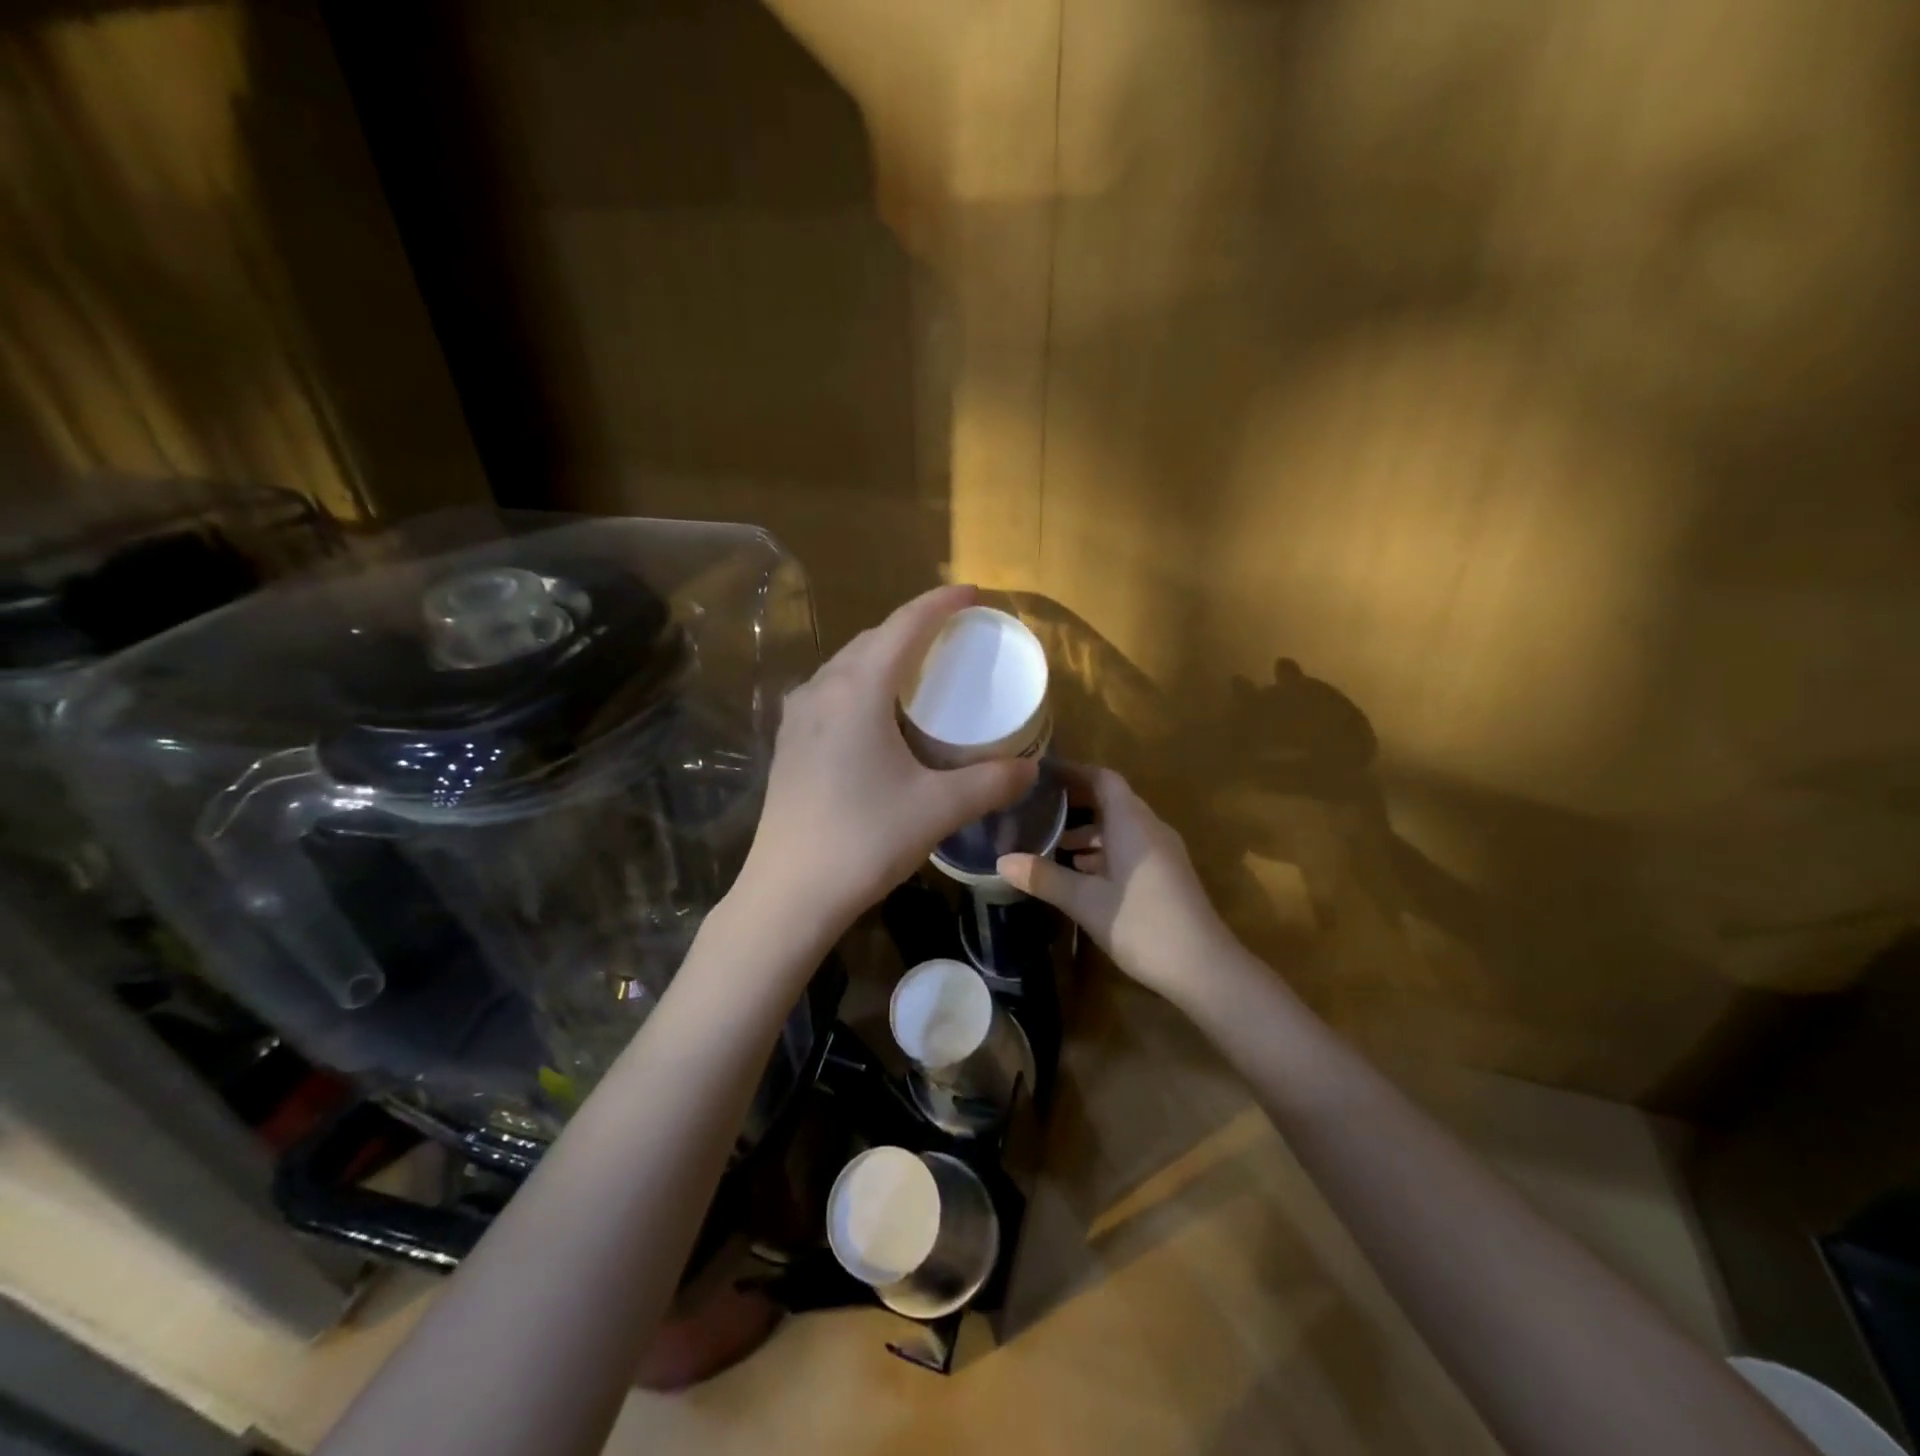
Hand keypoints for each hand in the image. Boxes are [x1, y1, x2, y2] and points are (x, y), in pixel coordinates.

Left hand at [736, 585, 1037, 937]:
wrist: (789, 892)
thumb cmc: (865, 840)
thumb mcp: (938, 808)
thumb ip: (990, 782)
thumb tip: (1030, 769)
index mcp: (857, 690)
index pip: (904, 626)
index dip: (941, 603)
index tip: (973, 594)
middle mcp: (822, 690)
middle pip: (873, 639)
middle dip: (914, 627)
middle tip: (954, 636)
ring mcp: (798, 717)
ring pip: (848, 665)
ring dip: (885, 655)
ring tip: (921, 669)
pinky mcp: (790, 743)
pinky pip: (832, 692)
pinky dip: (864, 684)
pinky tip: (879, 713)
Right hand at [998, 765, 1235, 1007]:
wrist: (1204, 967)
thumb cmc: (1141, 924)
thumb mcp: (1085, 901)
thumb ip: (1044, 878)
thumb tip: (1001, 861)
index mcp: (1131, 823)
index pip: (1103, 779)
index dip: (1073, 771)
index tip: (1042, 773)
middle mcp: (1149, 828)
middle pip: (1112, 800)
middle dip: (1076, 800)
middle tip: (1038, 805)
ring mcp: (1162, 852)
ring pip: (1121, 826)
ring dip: (1089, 829)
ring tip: (1052, 841)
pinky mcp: (1166, 874)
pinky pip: (1130, 846)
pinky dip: (1104, 849)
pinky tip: (1081, 872)